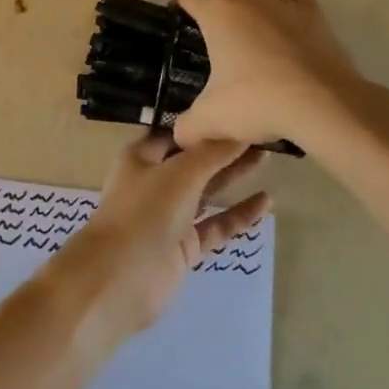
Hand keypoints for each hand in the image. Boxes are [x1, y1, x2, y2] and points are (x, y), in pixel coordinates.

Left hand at [55, 134, 270, 337]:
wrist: (120, 278)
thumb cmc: (144, 212)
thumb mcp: (179, 174)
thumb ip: (211, 154)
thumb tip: (239, 131)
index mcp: (142, 157)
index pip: (176, 132)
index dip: (203, 123)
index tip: (234, 110)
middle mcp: (154, 182)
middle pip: (194, 160)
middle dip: (224, 148)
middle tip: (260, 132)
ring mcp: (169, 215)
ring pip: (207, 191)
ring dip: (233, 176)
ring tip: (268, 157)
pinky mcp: (184, 245)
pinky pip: (216, 224)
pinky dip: (238, 214)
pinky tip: (266, 201)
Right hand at [174, 0, 375, 149]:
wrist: (322, 104)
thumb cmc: (257, 101)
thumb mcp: (211, 118)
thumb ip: (187, 126)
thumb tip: (179, 136)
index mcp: (216, 12)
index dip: (181, 8)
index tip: (179, 25)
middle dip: (218, 6)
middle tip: (217, 38)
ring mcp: (283, 0)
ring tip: (253, 26)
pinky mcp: (314, 12)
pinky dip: (291, 1)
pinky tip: (289, 22)